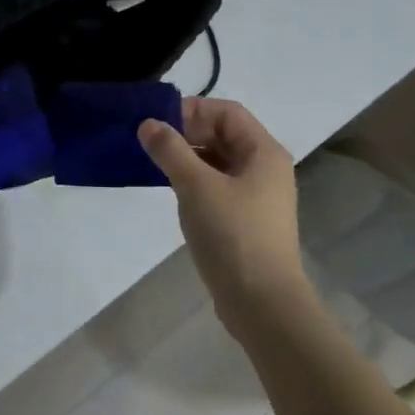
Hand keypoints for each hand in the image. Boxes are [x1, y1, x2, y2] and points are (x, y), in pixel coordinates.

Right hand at [139, 98, 313, 332]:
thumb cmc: (233, 235)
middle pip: (224, 135)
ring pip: (219, 162)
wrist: (263, 303)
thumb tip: (148, 124)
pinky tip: (173, 193)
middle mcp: (266, 169)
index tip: (158, 123)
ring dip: (188, 158)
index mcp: (264, 152)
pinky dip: (195, 182)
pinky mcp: (246, 221)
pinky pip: (218, 187)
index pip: (227, 112)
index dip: (192, 110)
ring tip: (156, 167)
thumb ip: (170, 150)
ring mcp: (257, 197)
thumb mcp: (196, 186)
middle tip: (151, 144)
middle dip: (187, 133)